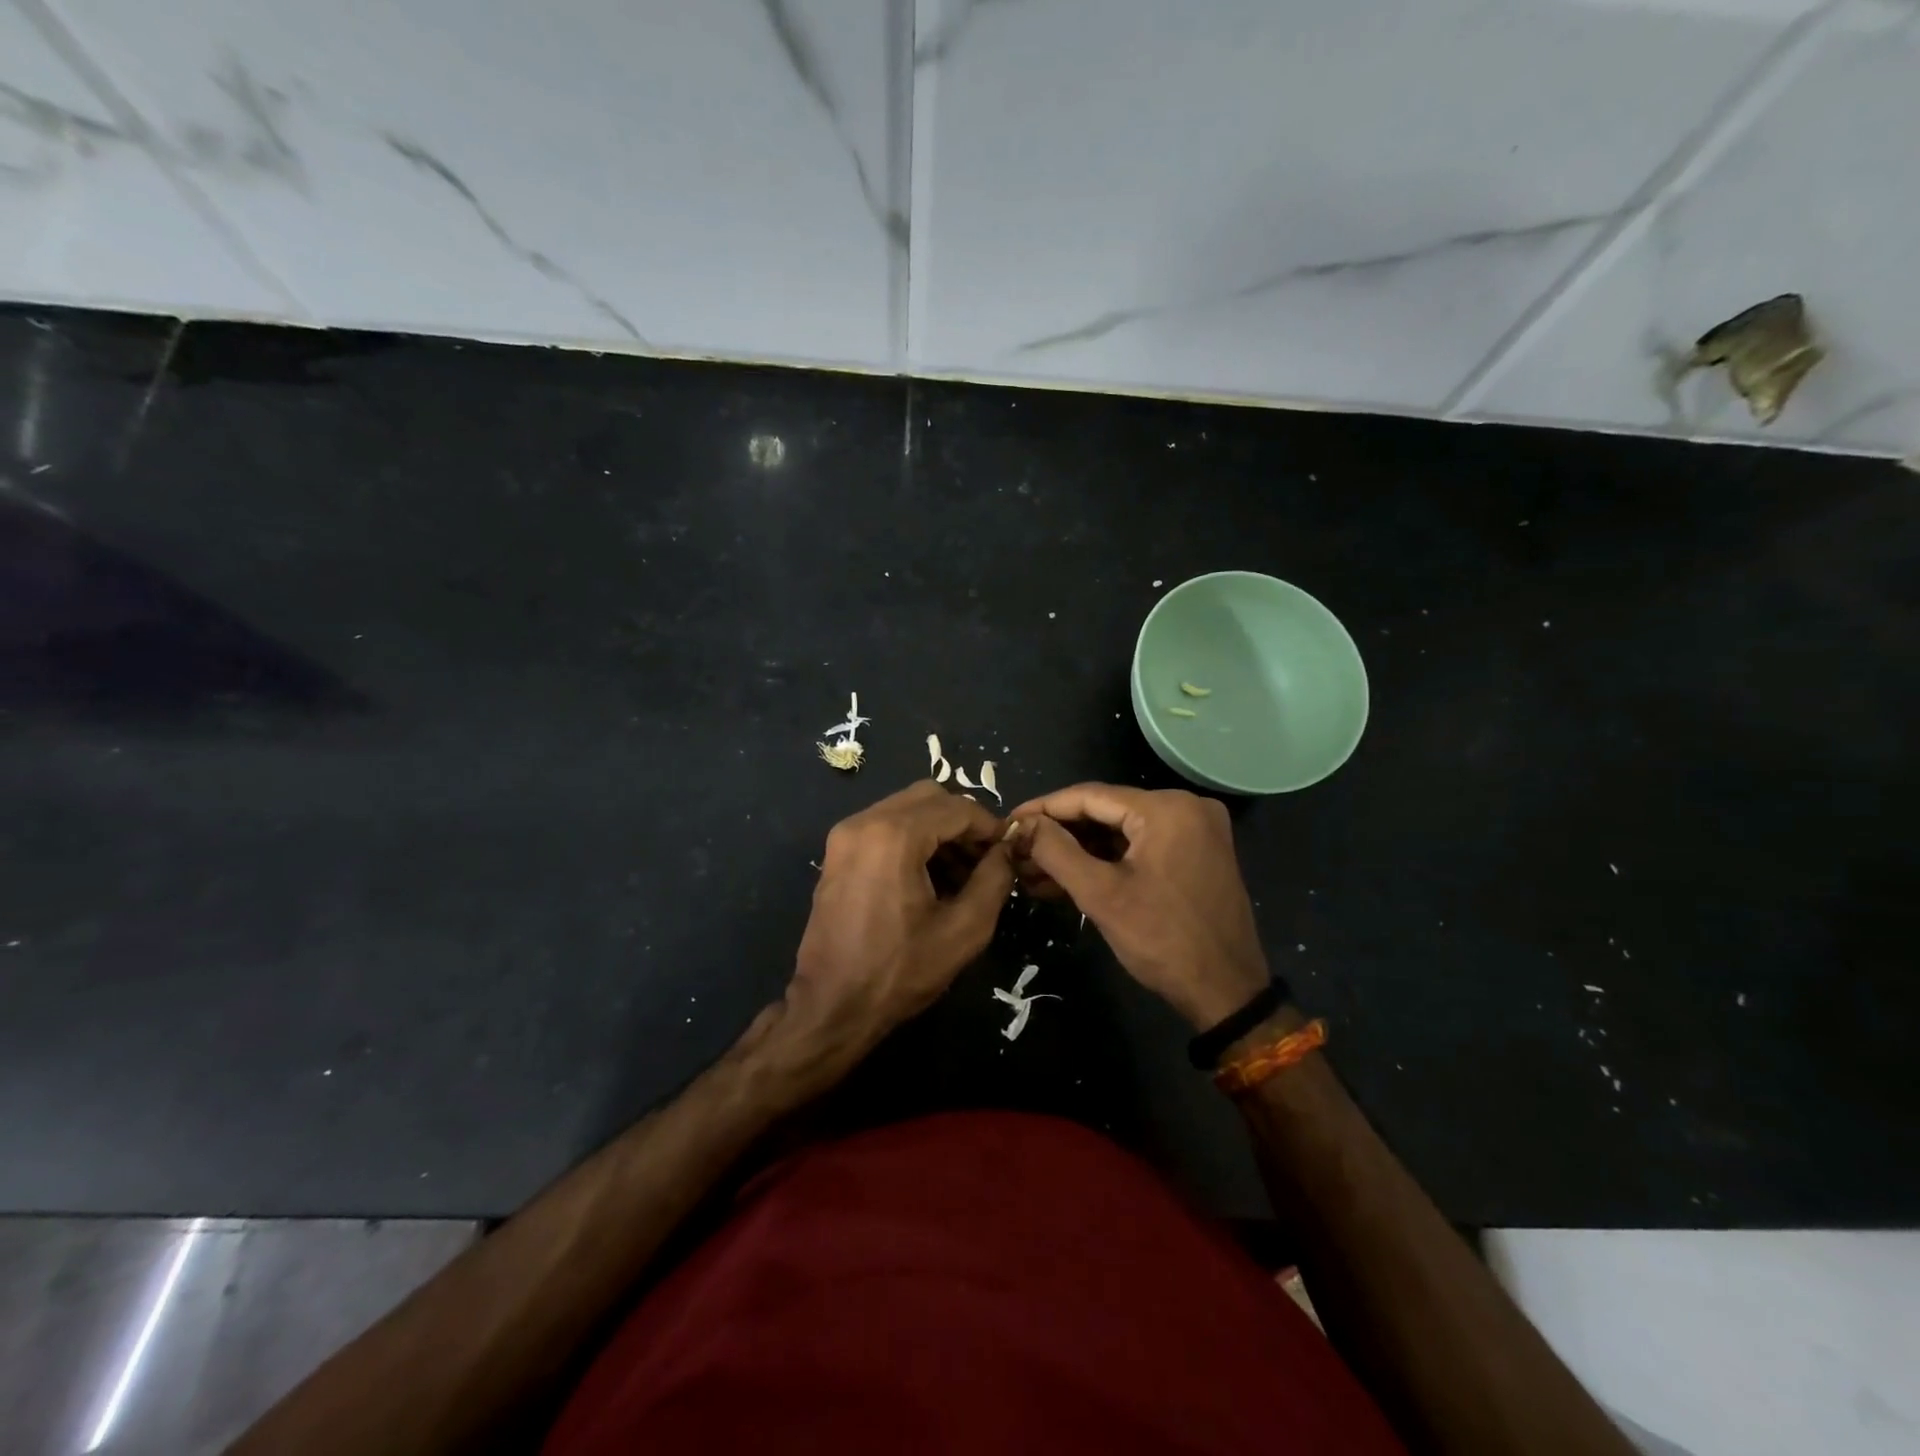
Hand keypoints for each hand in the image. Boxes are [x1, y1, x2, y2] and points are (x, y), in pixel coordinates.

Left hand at [777, 781, 1013, 1092]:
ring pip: (906, 808)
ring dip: (939, 829)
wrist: (832, 1006)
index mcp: (894, 835)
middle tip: (985, 859)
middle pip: (929, 797)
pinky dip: (913, 837)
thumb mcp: (964, 929)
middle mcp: (864, 821)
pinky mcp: (838, 852)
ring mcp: (845, 834)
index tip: (1009, 850)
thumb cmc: (900, 971)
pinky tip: (930, 875)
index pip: (957, 807)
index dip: (989, 826)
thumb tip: (1007, 849)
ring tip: (962, 872)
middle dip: (963, 822)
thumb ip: (994, 879)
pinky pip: (885, 825)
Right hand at [1008, 783, 1267, 1030]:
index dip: (1043, 808)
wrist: (1227, 993)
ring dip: (1079, 849)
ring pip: (1121, 829)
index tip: (1008, 823)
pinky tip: (1069, 876)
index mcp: (1167, 808)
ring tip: (1033, 870)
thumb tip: (1021, 824)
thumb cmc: (1162, 941)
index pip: (1090, 795)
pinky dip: (1106, 858)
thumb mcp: (1101, 895)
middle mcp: (1186, 806)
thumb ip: (1056, 851)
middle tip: (1018, 852)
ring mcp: (1196, 829)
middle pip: (1106, 810)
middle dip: (1059, 833)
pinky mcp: (1197, 851)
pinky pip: (1140, 844)